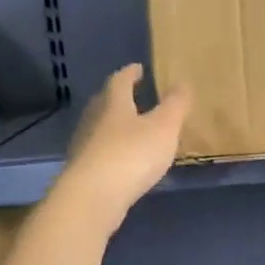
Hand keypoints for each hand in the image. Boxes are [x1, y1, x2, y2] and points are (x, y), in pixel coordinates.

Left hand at [54, 64, 190, 231]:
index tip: (138, 68)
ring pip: (99, 128)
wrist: (93, 197)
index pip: (119, 81)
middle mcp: (94, 120)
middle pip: (104, 103)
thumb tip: (182, 83)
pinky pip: (99, 152)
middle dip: (118, 97)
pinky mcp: (83, 172)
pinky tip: (122, 160)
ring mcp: (85, 147)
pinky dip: (111, 150)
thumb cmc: (132, 154)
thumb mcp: (164, 127)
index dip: (130, 73)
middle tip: (132, 95)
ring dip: (113, 125)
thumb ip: (175, 105)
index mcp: (114, 104)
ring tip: (131, 129)